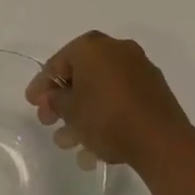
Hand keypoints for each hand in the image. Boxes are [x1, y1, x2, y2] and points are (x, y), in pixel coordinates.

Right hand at [25, 31, 187, 168]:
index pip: (58, 63)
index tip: (32, 104)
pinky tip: (96, 149)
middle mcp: (116, 50)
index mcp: (92, 45)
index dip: (42, 85)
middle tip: (50, 123)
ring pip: (102, 92)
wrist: (162, 142)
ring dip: (84, 116)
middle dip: (64, 103)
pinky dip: (107, 118)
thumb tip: (52, 98)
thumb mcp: (69, 110)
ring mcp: (139, 70)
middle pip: (81, 77)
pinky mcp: (156, 93)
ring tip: (72, 145)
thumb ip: (54, 100)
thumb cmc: (107, 117)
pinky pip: (121, 101)